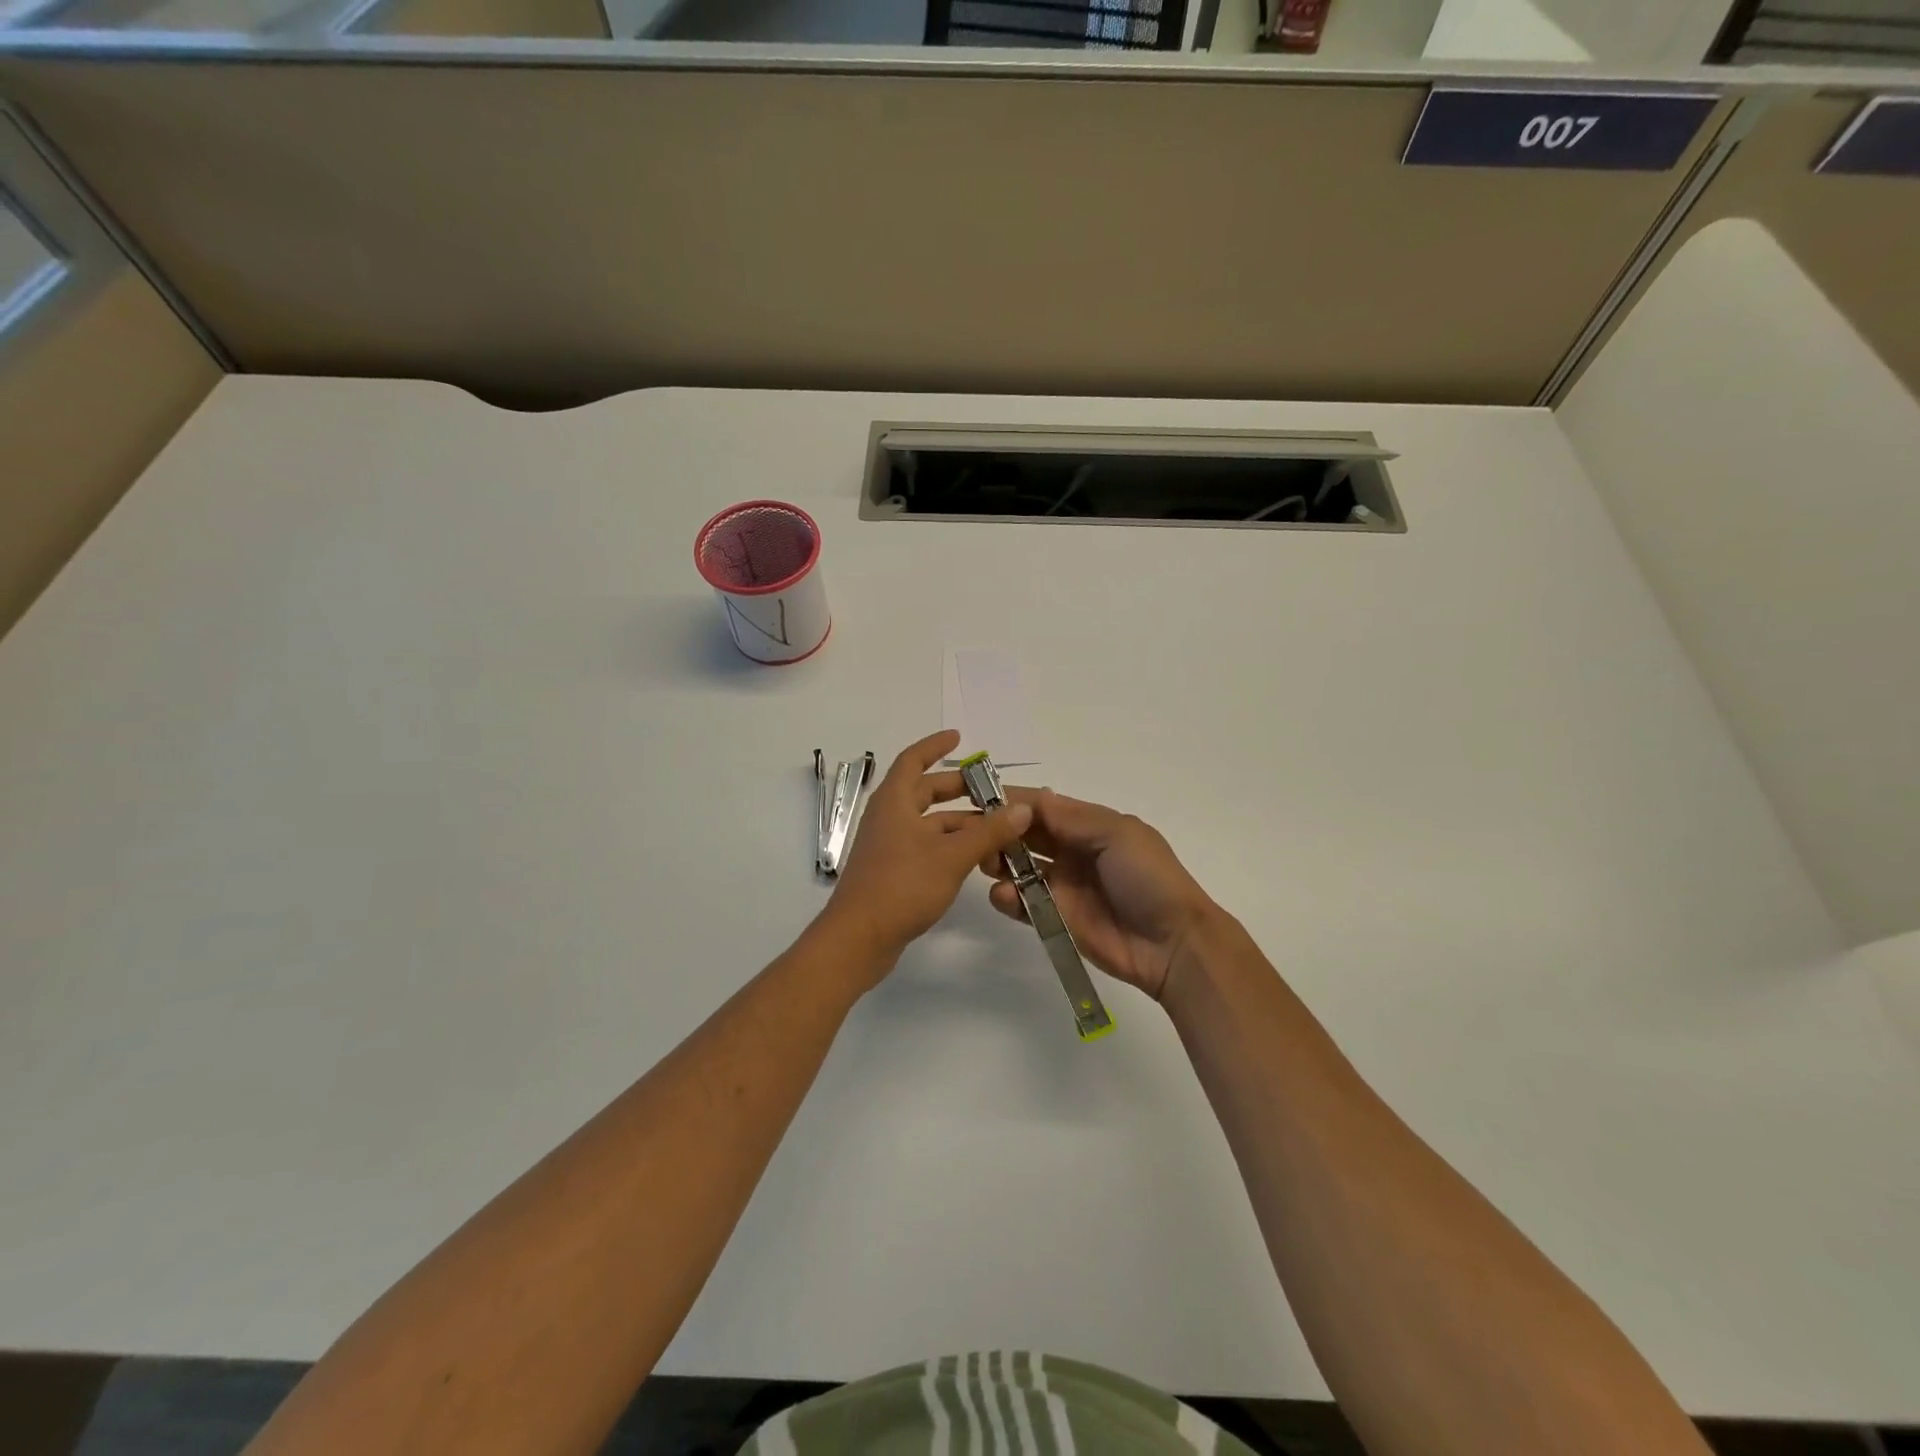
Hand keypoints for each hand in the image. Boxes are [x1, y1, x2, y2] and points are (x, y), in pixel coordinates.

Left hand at [822, 731, 1032, 978]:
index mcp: (894, 802)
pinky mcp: (893, 872)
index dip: (935, 745)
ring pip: (928, 823)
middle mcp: (889, 818)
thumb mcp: (952, 856)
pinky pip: (925, 847)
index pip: (913, 760)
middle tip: (991, 789)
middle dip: (957, 788)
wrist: (859, 938)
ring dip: (959, 822)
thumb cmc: (902, 885)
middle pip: (924, 792)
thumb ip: (989, 831)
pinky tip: (976, 858)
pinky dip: (950, 845)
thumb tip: (1022, 808)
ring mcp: (889, 846)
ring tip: (996, 828)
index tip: (959, 738)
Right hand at [981, 789, 1216, 1001]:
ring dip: (999, 862)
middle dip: (999, 831)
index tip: (979, 798)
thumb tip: (1037, 798)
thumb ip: (1075, 818)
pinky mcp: (1055, 918)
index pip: (1044, 807)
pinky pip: (1023, 903)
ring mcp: (1062, 886)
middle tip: (972, 834)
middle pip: (1026, 835)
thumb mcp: (1119, 835)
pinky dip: (1007, 897)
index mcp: (1090, 826)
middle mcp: (1072, 851)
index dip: (1014, 801)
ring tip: (986, 863)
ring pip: (1018, 867)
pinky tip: (1004, 896)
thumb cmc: (1148, 878)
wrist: (1172, 944)